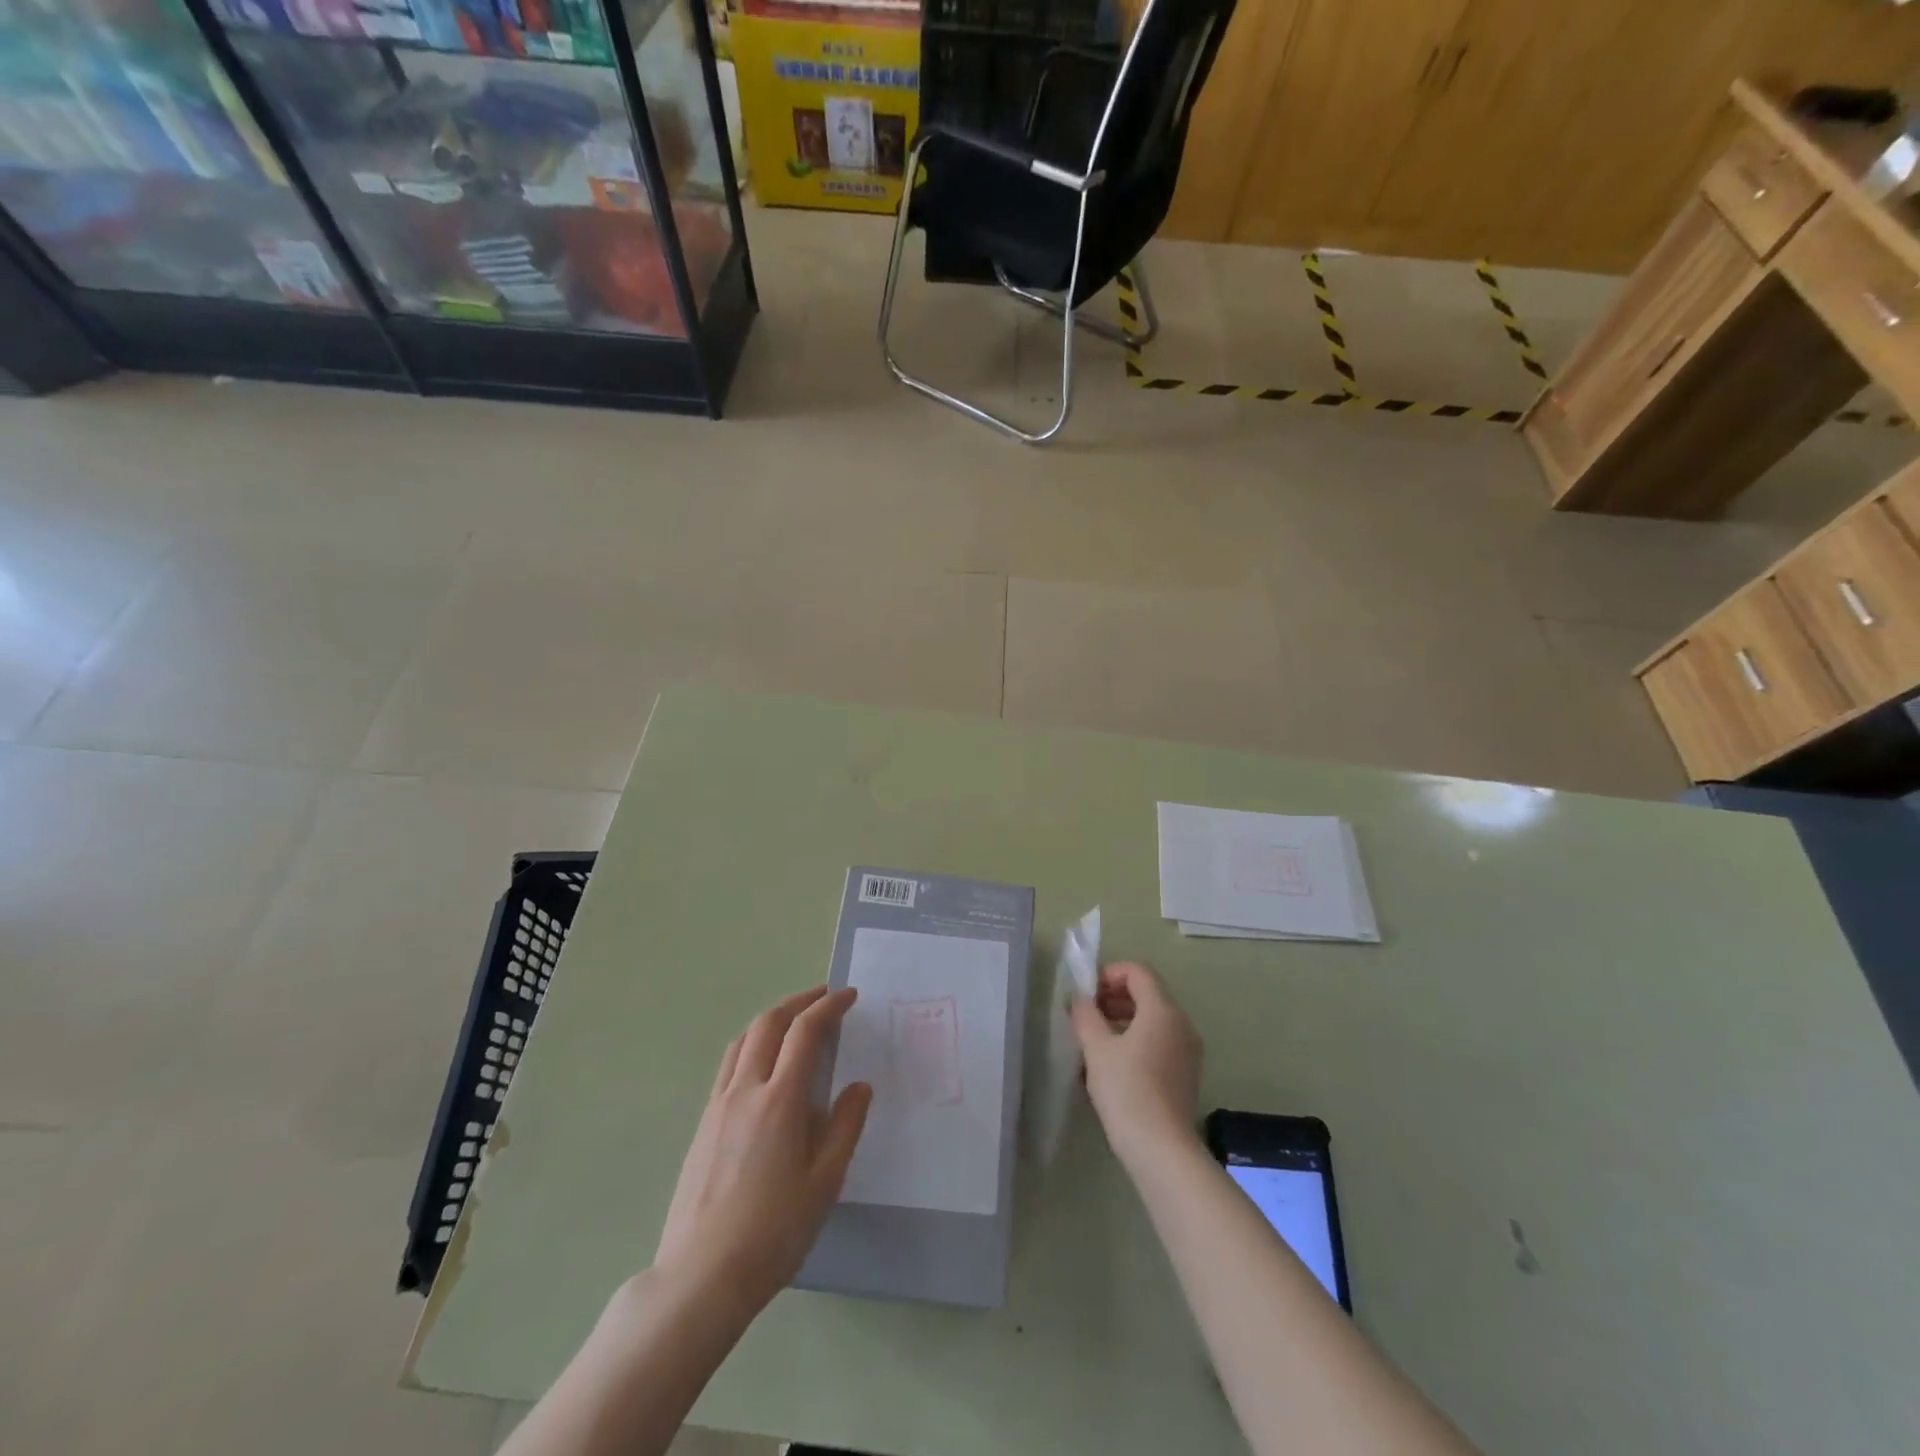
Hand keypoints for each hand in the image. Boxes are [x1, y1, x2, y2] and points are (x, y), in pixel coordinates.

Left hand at [653, 986, 871, 1314]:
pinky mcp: (702, 1125)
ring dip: (771, 1019)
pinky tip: (763, 1067)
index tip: (849, 996)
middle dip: (798, 1002)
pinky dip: (751, 1045)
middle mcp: (745, 1090)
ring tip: (794, 1022)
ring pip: (743, 1041)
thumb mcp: (824, 1182)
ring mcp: (717, 1106)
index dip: (828, 1006)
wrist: (700, 1276)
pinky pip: (729, 1066)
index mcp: (780, 1100)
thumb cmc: (773, 1232)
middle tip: (823, 997)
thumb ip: (845, 1127)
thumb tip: (859, 1086)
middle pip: (768, 1024)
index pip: (805, 1032)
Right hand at [1071, 961, 1201, 1163]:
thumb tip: (1079, 998)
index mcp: (1163, 1010)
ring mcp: (1187, 1051)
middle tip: (1085, 1015)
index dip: (1109, 974)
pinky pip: (1159, 1042)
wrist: (1162, 1149)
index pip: (1138, 972)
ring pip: (1152, 1020)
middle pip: (1147, 994)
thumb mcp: (1096, 1048)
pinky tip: (1113, 1064)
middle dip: (1113, 997)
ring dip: (1122, 1020)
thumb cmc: (1127, 1090)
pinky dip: (1136, 1040)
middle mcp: (1182, 1024)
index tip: (1085, 994)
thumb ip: (1085, 1015)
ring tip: (1093, 1040)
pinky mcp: (1186, 1074)